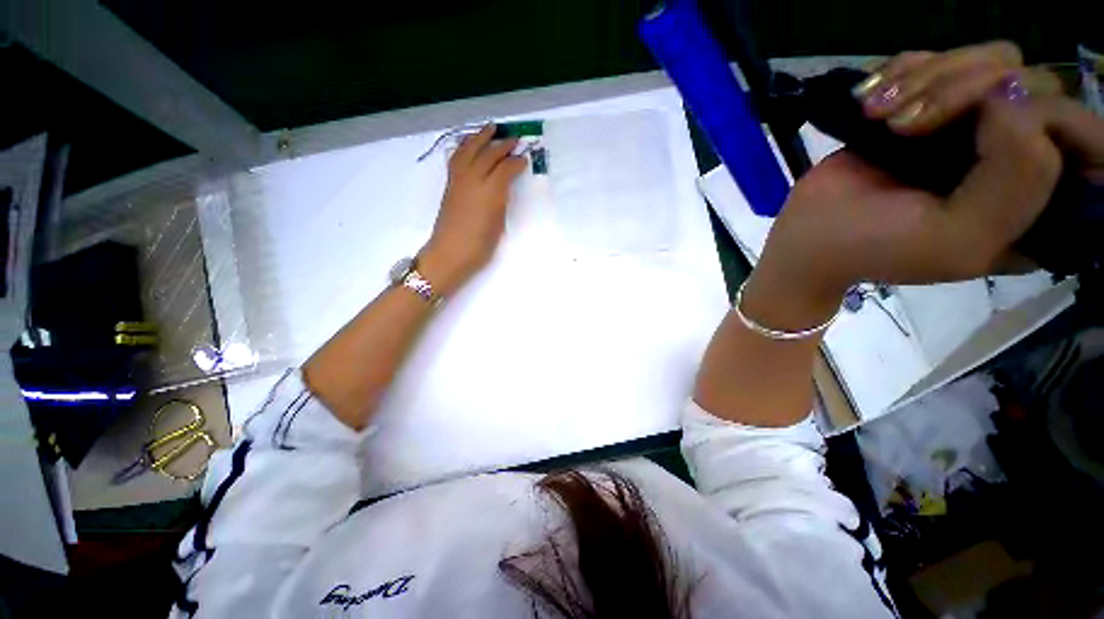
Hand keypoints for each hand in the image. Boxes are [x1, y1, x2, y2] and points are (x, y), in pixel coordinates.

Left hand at [419, 125, 526, 294]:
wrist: (451, 253)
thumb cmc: (480, 245)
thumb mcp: (499, 223)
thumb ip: (501, 201)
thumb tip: (502, 188)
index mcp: (491, 191)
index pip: (505, 168)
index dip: (516, 162)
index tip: (525, 159)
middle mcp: (474, 179)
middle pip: (489, 154)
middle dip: (503, 145)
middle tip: (514, 139)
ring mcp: (459, 179)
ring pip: (470, 150)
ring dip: (481, 137)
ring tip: (491, 128)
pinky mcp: (450, 184)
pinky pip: (457, 158)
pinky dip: (465, 147)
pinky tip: (470, 145)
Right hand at [746, 44, 1082, 328]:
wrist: (805, 238)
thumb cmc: (872, 247)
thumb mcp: (958, 238)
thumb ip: (1017, 181)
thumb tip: (1011, 98)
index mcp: (1035, 200)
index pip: (1087, 138)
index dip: (1049, 120)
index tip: (983, 132)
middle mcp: (1014, 154)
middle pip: (1033, 82)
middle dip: (966, 90)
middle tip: (903, 124)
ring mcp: (969, 125)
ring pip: (988, 60)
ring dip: (927, 77)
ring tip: (878, 113)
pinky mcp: (926, 108)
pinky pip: (939, 56)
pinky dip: (903, 69)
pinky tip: (872, 100)